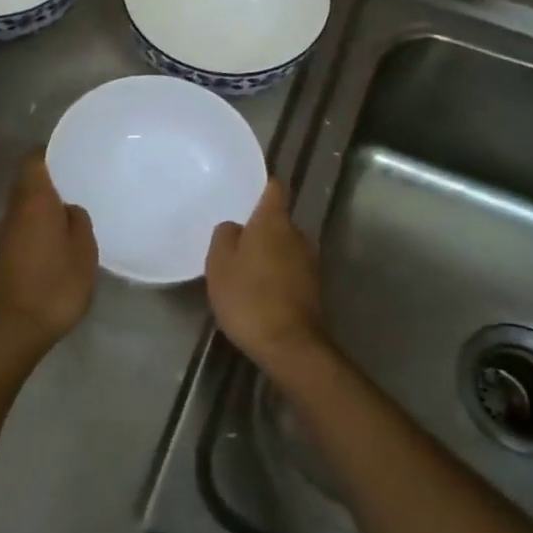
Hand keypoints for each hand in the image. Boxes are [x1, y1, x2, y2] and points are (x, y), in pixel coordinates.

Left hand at [0, 151, 97, 364]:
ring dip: (44, 200)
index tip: (71, 151)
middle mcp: (14, 209)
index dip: (50, 151)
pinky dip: (39, 220)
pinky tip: (59, 232)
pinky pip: (23, 223)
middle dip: (49, 175)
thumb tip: (68, 209)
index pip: (34, 160)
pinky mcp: (5, 252)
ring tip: (72, 203)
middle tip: (78, 175)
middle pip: (27, 180)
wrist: (17, 327)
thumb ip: (78, 221)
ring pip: (24, 202)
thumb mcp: (83, 251)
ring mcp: (6, 232)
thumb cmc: (56, 284)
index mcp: (34, 200)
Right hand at [206, 180, 329, 378]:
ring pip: (284, 246)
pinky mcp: (313, 288)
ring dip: (268, 253)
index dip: (261, 186)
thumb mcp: (219, 264)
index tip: (246, 190)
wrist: (289, 345)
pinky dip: (276, 273)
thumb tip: (235, 227)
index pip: (274, 189)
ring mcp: (310, 262)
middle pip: (278, 220)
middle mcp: (298, 235)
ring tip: (243, 268)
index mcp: (274, 222)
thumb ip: (225, 236)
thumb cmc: (248, 297)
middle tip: (234, 239)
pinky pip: (290, 269)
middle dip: (259, 227)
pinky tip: (258, 290)